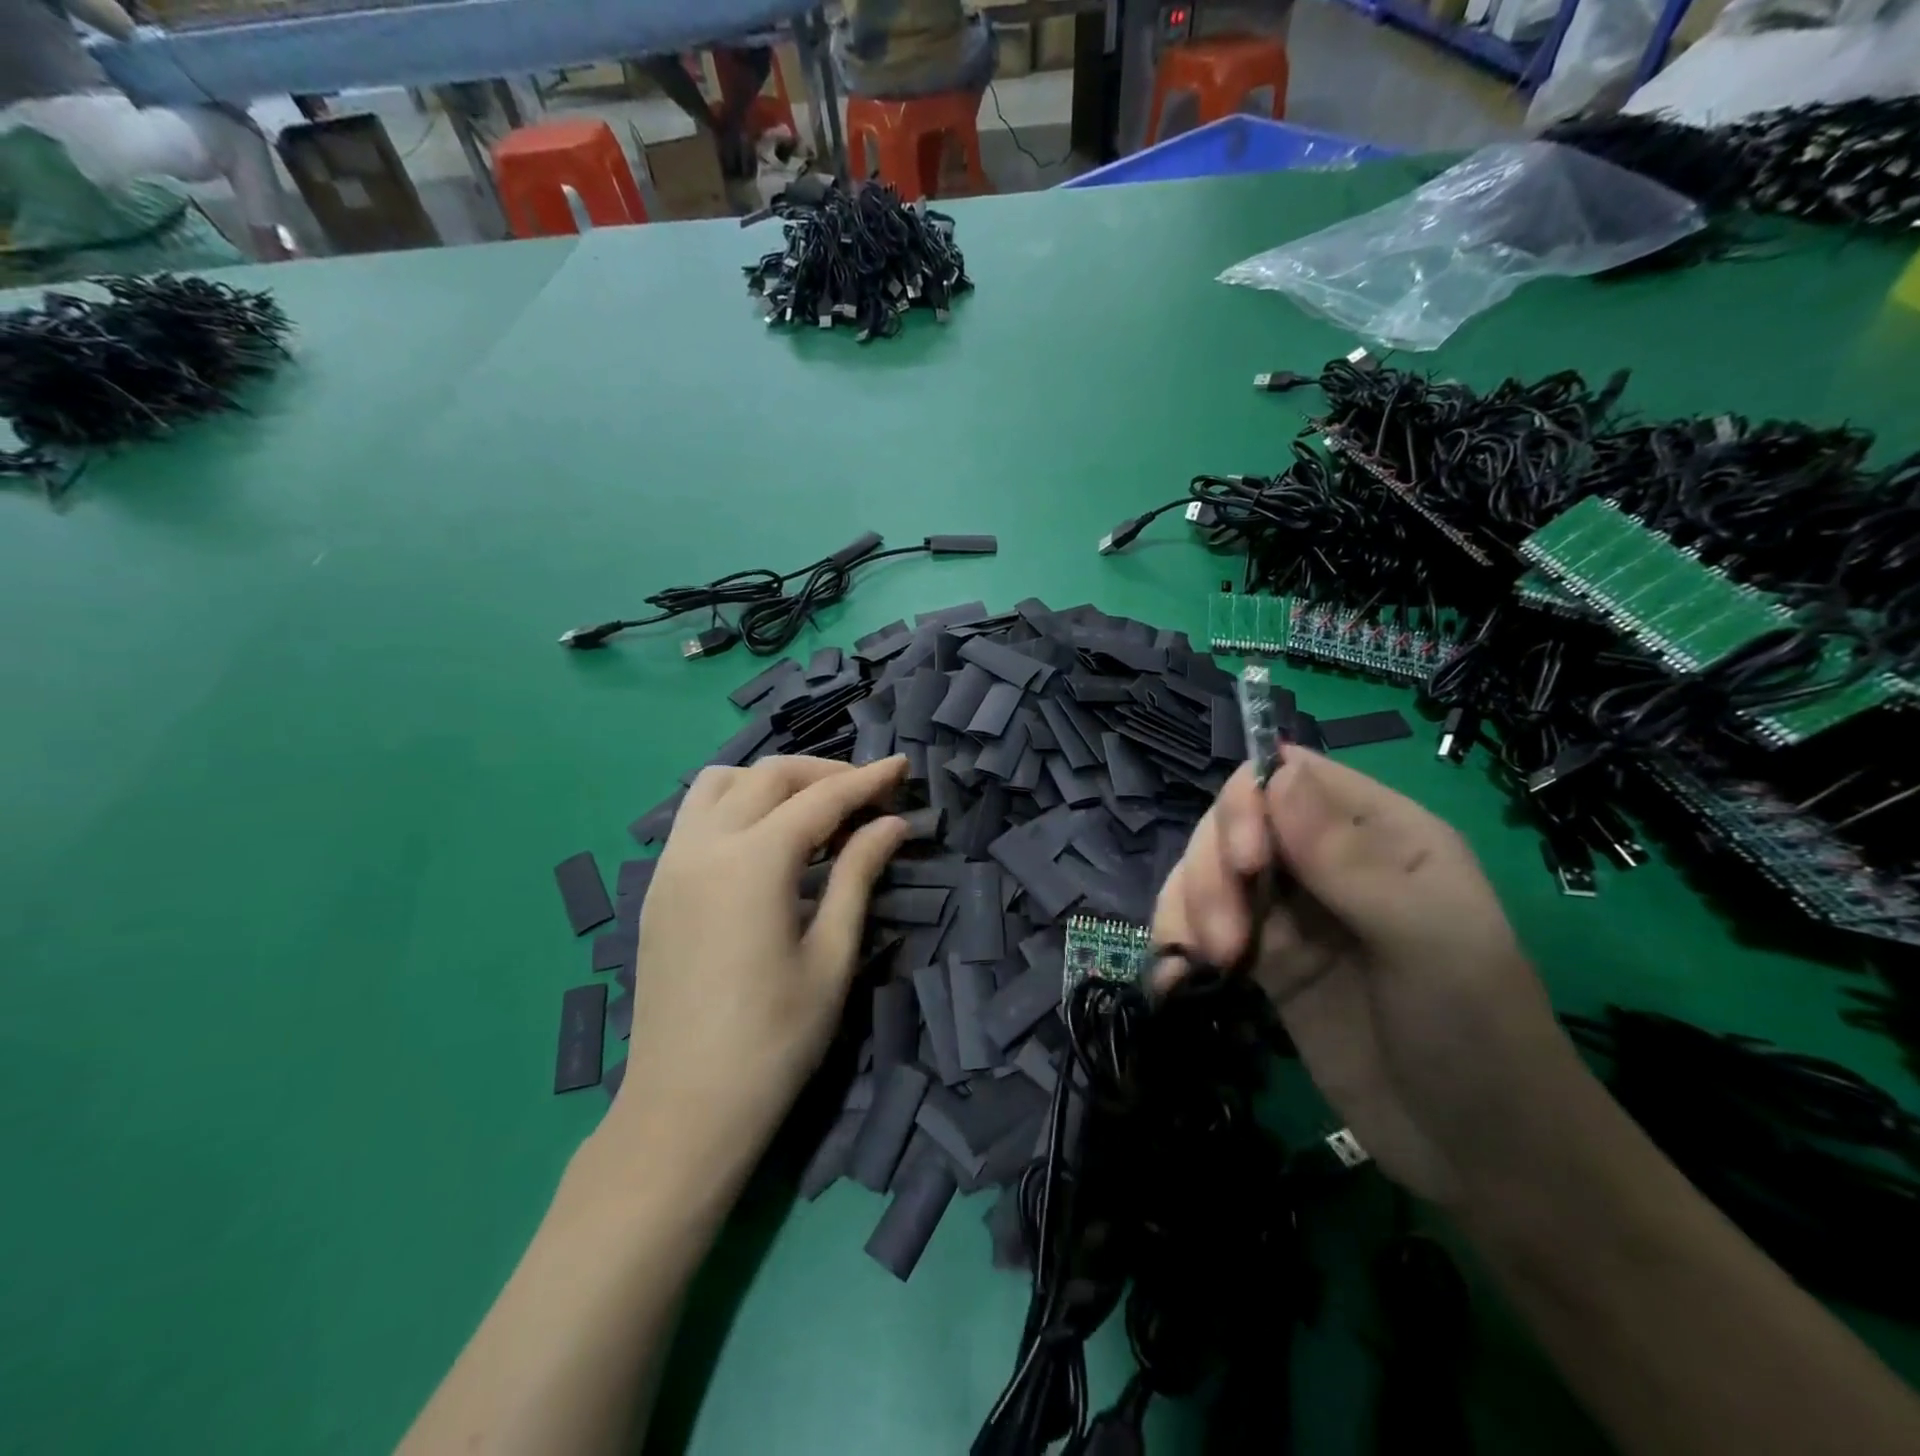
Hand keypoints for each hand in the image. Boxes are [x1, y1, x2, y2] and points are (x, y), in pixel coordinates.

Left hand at [605, 755, 910, 1186]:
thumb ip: (857, 875)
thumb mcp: (831, 956)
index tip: (901, 767)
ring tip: (811, 809)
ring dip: (770, 781)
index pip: (820, 799)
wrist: (684, 1110)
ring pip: (718, 784)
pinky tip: (764, 840)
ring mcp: (670, 865)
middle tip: (866, 793)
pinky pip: (694, 816)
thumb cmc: (774, 1041)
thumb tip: (891, 824)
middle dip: (822, 773)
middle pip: (767, 777)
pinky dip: (735, 804)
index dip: (866, 781)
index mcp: (752, 864)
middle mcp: (704, 847)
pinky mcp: (656, 888)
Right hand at [1152, 749, 1580, 1206]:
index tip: (1245, 862)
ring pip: (1206, 873)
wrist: (1477, 1153)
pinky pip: (1198, 926)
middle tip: (1227, 941)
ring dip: (1189, 908)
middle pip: (1232, 826)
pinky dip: (1175, 942)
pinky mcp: (1261, 960)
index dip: (1249, 804)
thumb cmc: (1477, 1031)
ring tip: (1210, 965)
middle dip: (1213, 872)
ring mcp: (1288, 912)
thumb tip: (1276, 773)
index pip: (1288, 779)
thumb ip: (1349, 858)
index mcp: (1379, 833)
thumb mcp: (1428, 939)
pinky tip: (1174, 978)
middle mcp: (1325, 860)